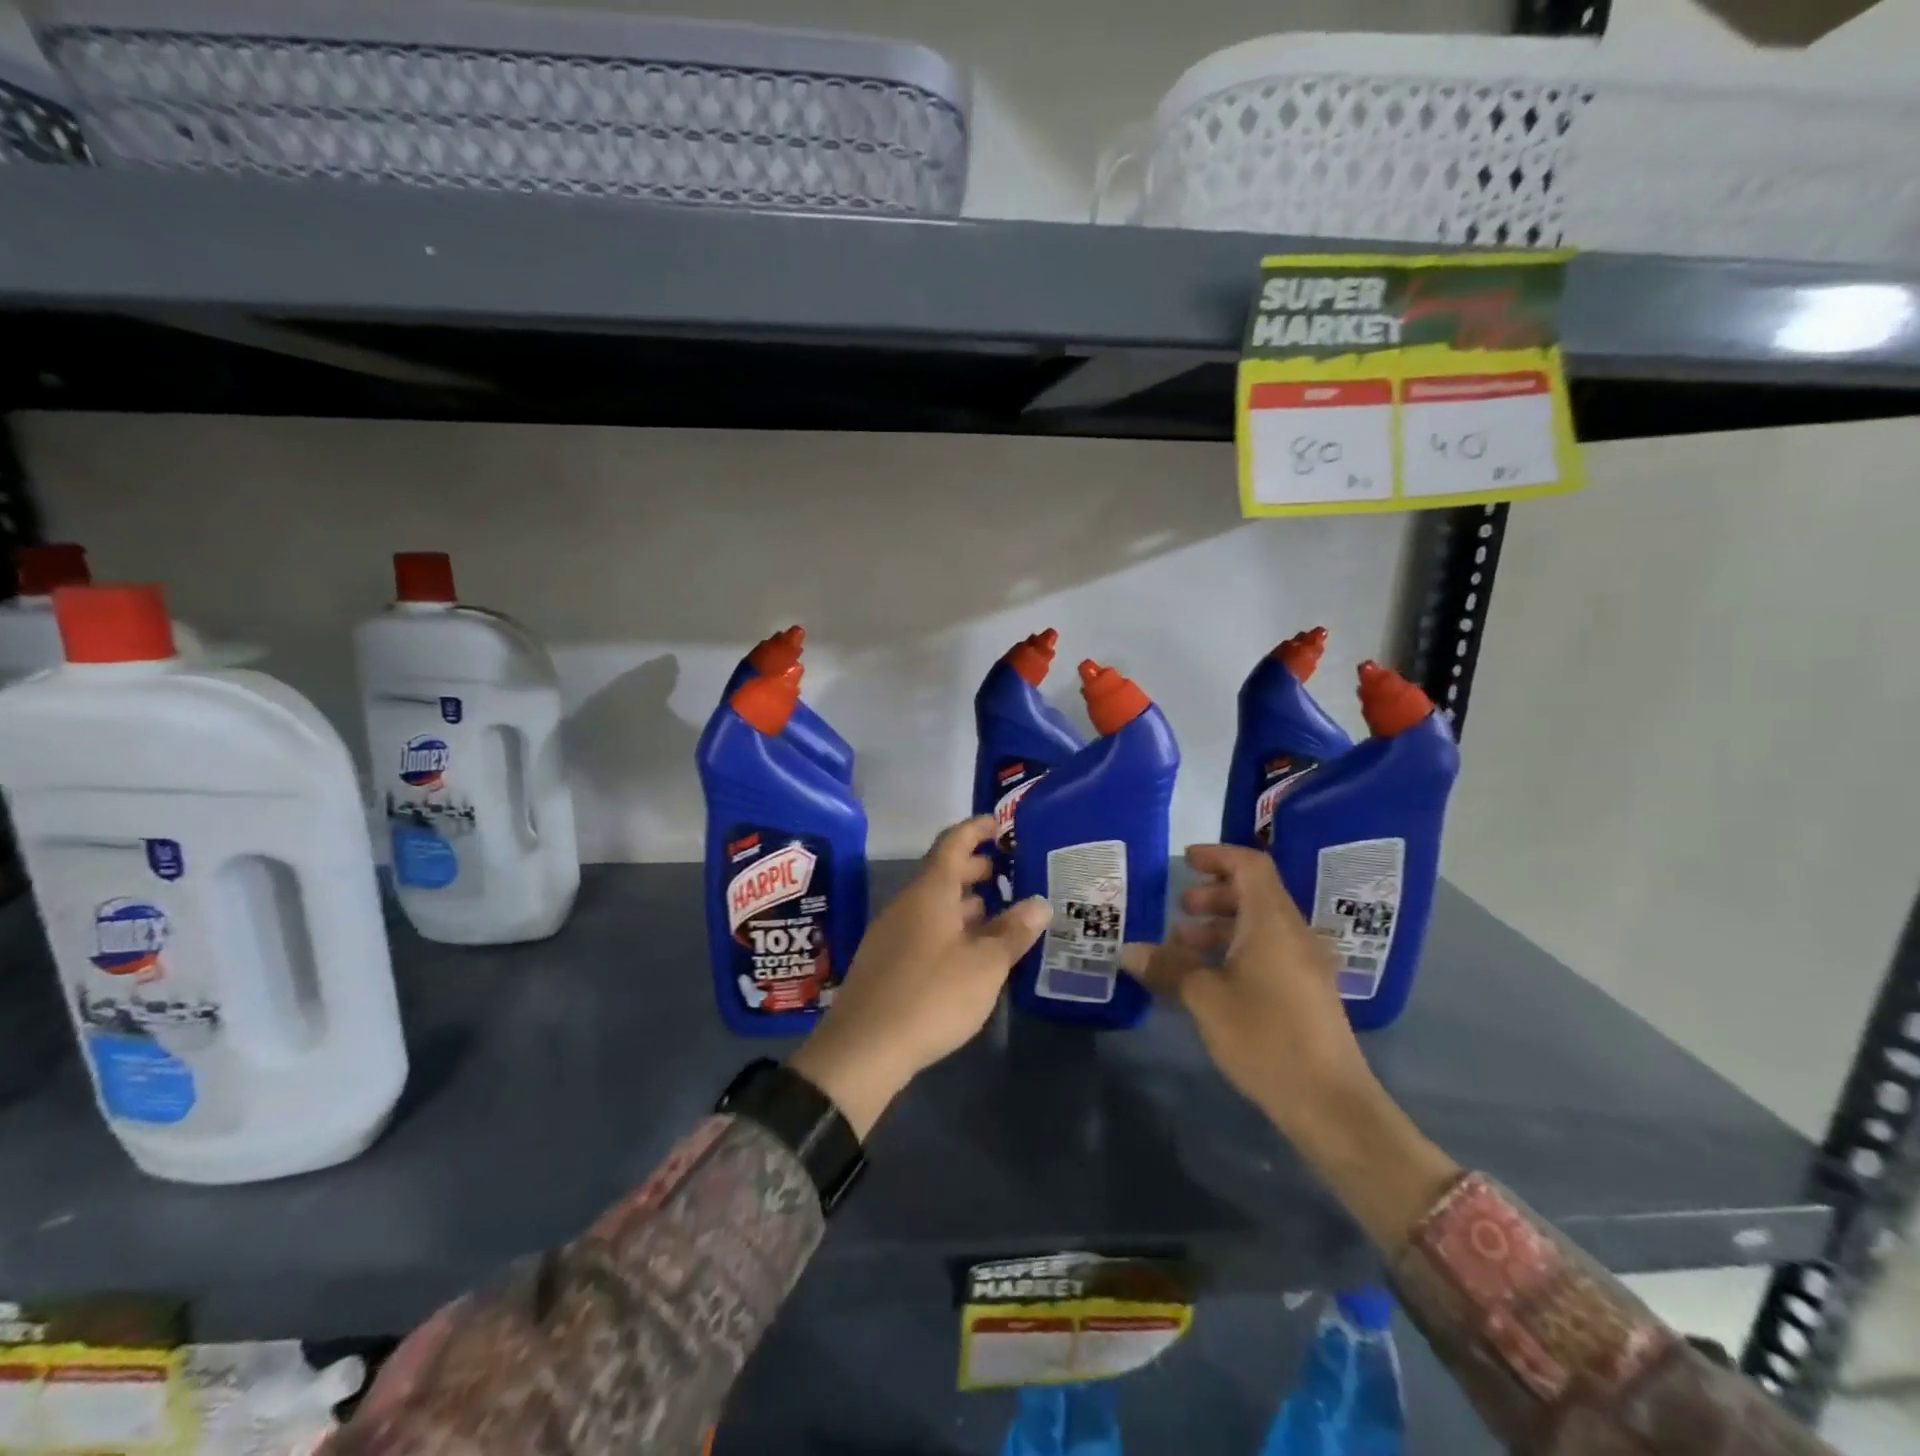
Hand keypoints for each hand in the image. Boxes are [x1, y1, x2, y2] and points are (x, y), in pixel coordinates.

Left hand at [788, 815, 1051, 1138]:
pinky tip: (970, 952)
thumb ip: (1013, 932)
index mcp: (930, 892)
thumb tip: (1040, 903)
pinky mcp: (886, 961)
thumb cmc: (932, 995)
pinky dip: (951, 928)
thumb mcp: (985, 965)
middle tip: (1008, 873)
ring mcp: (892, 932)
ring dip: (965, 903)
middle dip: (975, 869)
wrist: (864, 1048)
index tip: (999, 824)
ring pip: (934, 904)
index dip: (976, 829)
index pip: (952, 843)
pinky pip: (924, 929)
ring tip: (998, 914)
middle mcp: (907, 904)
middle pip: (942, 873)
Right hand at [1120, 844, 1458, 1249]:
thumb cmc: (1265, 1038)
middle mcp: (1293, 934)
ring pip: (1260, 926)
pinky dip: (1236, 950)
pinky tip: (1208, 979)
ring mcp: (1304, 964)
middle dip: (1214, 894)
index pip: (1250, 865)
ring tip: (1183, 946)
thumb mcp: (1205, 999)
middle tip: (1180, 909)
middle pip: (1255, 893)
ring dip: (1222, 926)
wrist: (1330, 1103)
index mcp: (1273, 922)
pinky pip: (1268, 952)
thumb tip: (1127, 950)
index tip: (1185, 861)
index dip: (1218, 856)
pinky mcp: (1306, 992)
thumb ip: (1167, 967)